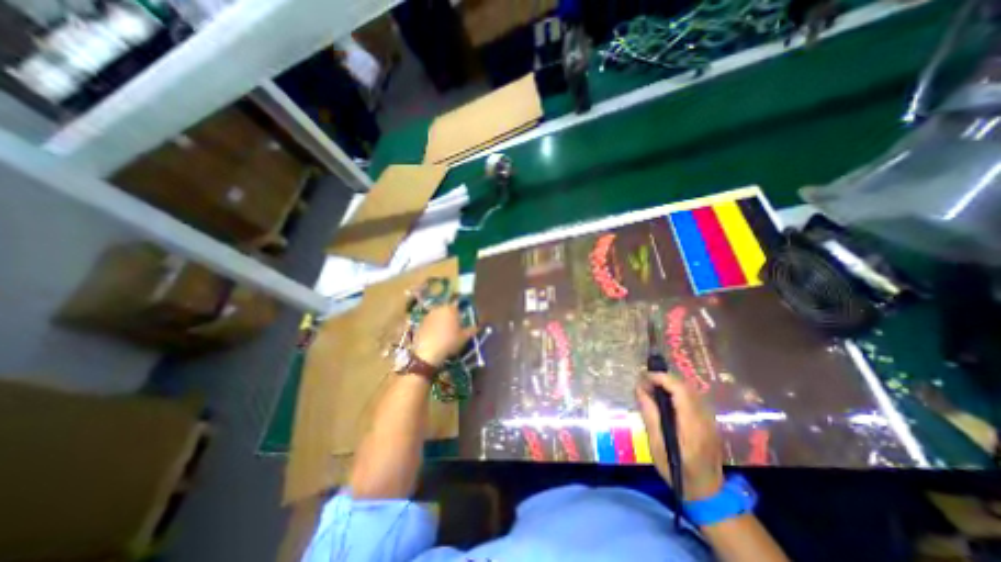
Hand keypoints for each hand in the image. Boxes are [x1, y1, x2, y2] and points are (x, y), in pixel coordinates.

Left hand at [412, 303, 477, 368]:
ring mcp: (428, 315)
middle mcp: (438, 308)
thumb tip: (477, 326)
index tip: (462, 320)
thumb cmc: (449, 342)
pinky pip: (430, 322)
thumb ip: (472, 330)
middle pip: (447, 309)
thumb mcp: (464, 337)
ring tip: (444, 333)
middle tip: (454, 327)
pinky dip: (433, 327)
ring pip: (438, 315)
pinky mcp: (419, 323)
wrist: (427, 352)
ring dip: (441, 321)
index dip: (461, 312)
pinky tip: (435, 337)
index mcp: (450, 308)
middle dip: (451, 316)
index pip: (458, 305)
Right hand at [636, 370, 723, 497]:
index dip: (661, 378)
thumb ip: (650, 415)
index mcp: (692, 425)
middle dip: (664, 378)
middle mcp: (704, 418)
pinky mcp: (709, 421)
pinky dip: (677, 392)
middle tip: (645, 382)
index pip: (680, 390)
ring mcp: (710, 419)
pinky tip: (665, 399)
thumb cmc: (677, 471)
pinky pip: (693, 398)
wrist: (708, 493)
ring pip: (690, 390)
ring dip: (670, 384)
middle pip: (686, 386)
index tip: (644, 376)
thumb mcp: (657, 446)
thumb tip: (640, 389)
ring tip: (652, 388)